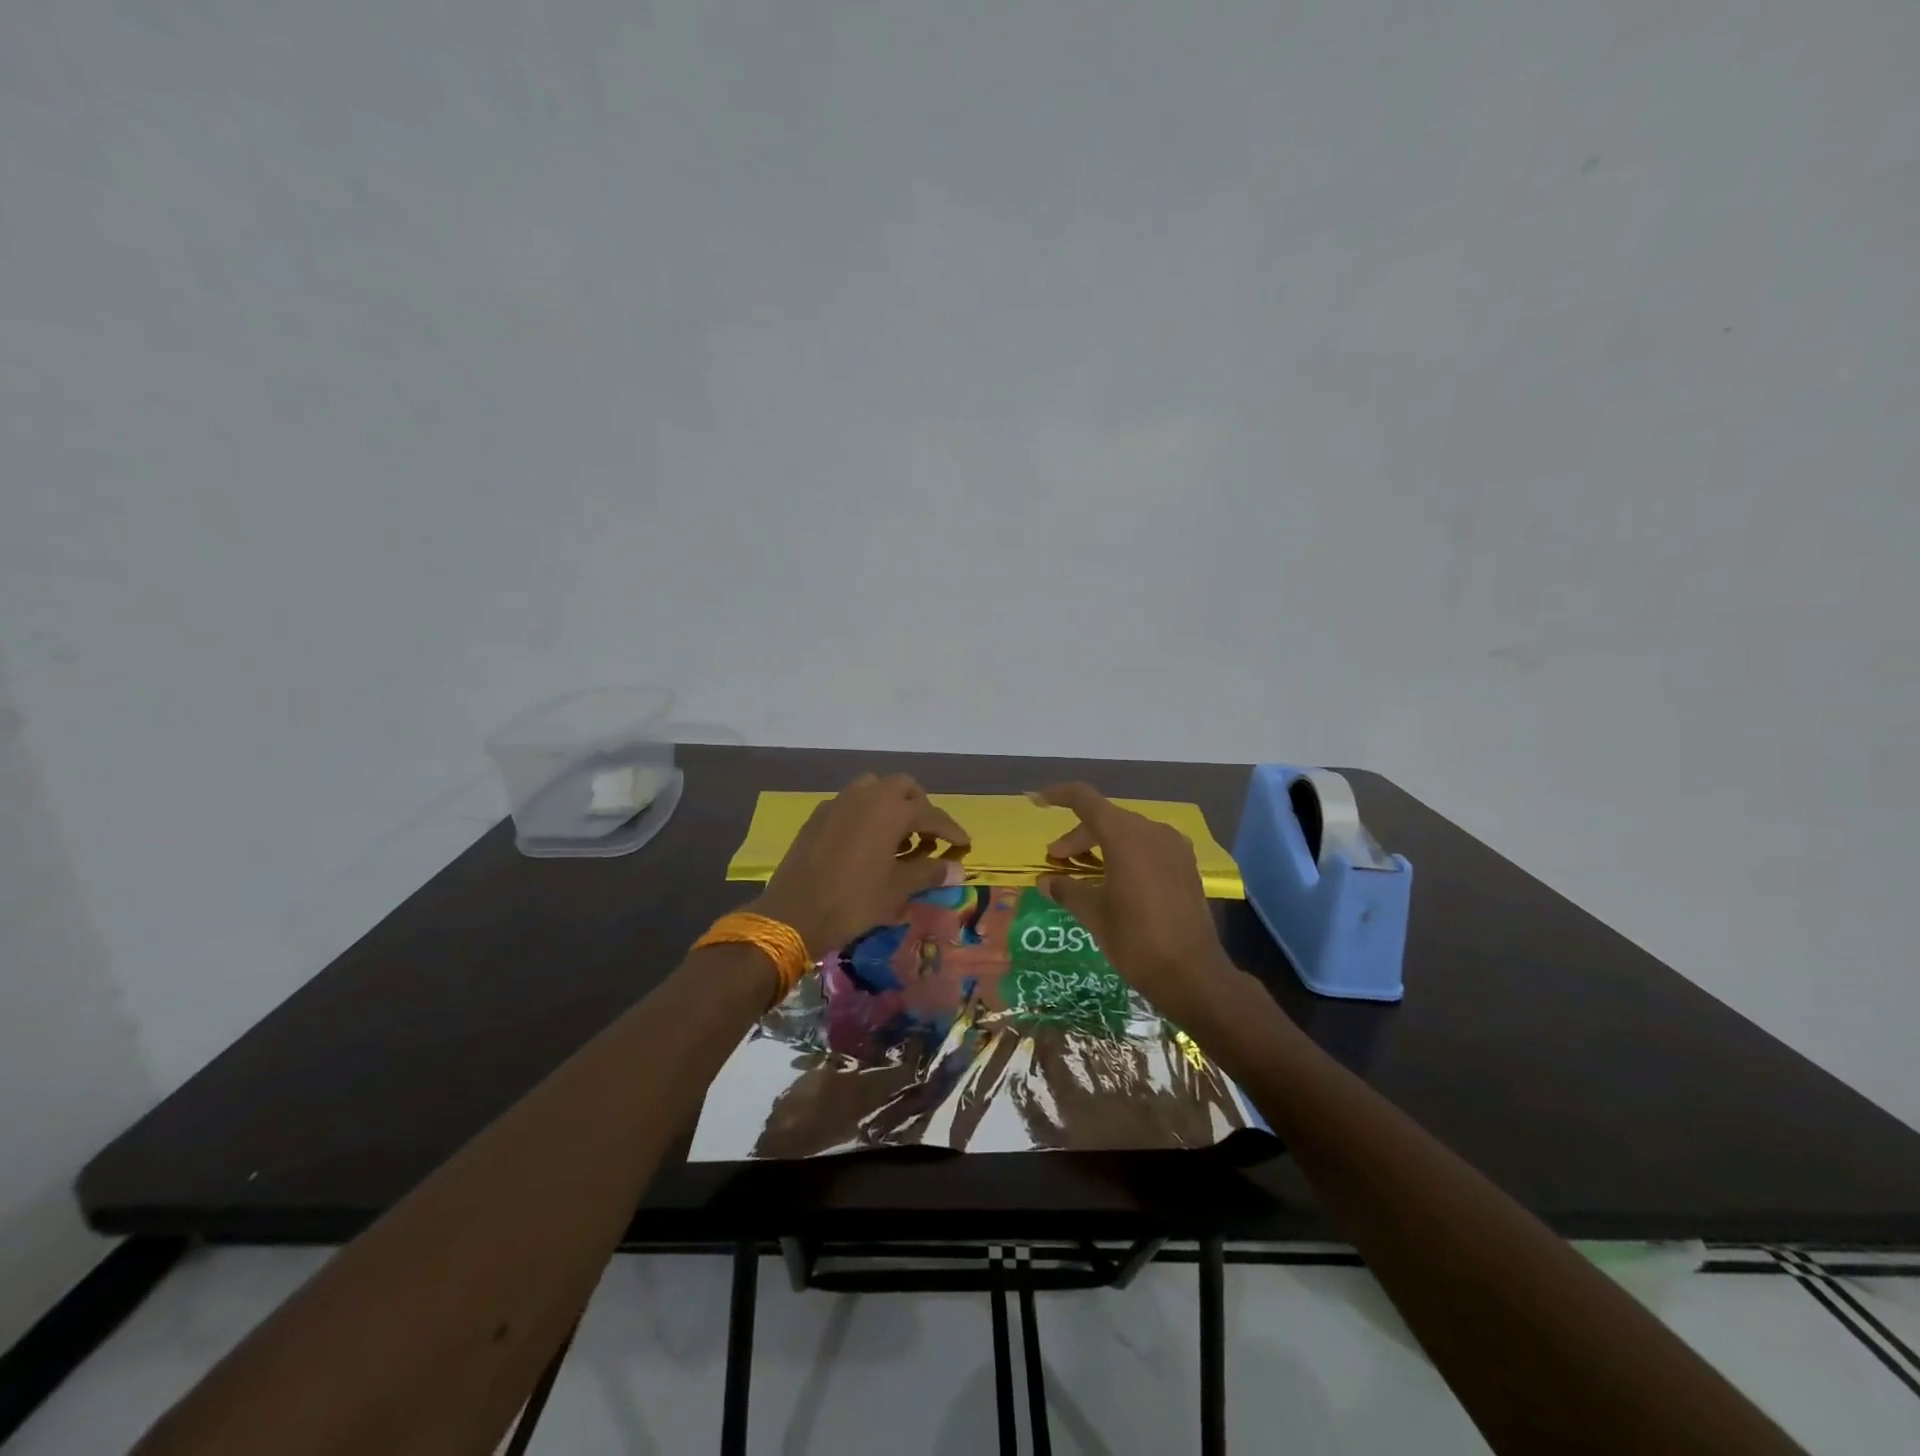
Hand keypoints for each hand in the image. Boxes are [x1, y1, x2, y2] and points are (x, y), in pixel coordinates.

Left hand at [750, 773, 970, 956]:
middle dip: (921, 806)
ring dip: (891, 805)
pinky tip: (867, 843)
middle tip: (928, 836)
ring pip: (874, 788)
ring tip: (898, 837)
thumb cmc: (854, 901)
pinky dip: (867, 814)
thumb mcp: (897, 889)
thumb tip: (956, 869)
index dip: (951, 830)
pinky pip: (851, 803)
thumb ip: (929, 872)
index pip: (931, 813)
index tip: (964, 845)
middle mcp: (866, 796)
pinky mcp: (818, 815)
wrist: (793, 913)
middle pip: (903, 787)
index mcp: (890, 810)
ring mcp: (838, 802)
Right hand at [1031, 782, 1235, 1023]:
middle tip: (1056, 860)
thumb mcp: (1093, 914)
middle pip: (1106, 818)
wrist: (1193, 975)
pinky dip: (1125, 854)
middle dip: (1078, 836)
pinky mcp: (1186, 866)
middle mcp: (1152, 831)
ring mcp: (1174, 847)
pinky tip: (1114, 879)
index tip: (1038, 800)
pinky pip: (1148, 847)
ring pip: (1128, 833)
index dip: (1059, 795)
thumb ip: (1067, 889)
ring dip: (1101, 845)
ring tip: (1082, 871)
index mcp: (1126, 836)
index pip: (1085, 800)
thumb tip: (1046, 881)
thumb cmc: (1136, 940)